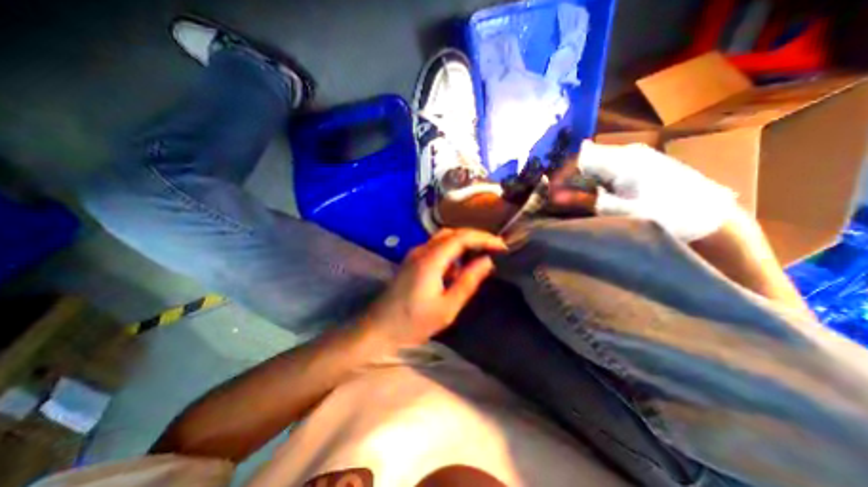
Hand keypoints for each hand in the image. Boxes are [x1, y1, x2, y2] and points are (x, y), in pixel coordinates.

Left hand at [360, 228, 508, 348]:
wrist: (379, 329)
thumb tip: (487, 261)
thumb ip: (468, 281)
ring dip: (463, 243)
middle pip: (452, 233)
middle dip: (475, 237)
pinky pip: (436, 248)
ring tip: (480, 256)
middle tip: (494, 249)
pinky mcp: (412, 261)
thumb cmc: (413, 322)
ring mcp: (414, 254)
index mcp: (431, 260)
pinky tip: (458, 268)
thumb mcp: (447, 307)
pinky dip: (452, 251)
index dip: (484, 238)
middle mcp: (421, 250)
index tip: (502, 246)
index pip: (461, 237)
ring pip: (443, 238)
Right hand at [549, 139, 737, 240]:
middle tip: (559, 200)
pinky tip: (593, 198)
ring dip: (580, 183)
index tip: (551, 194)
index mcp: (624, 159)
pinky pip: (607, 171)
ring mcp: (636, 159)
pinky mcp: (641, 168)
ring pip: (595, 166)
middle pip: (586, 160)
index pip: (579, 158)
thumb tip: (554, 196)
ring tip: (573, 202)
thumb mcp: (621, 210)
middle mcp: (628, 153)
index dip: (561, 175)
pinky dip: (594, 184)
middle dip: (569, 180)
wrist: (712, 221)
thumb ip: (586, 200)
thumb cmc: (668, 215)